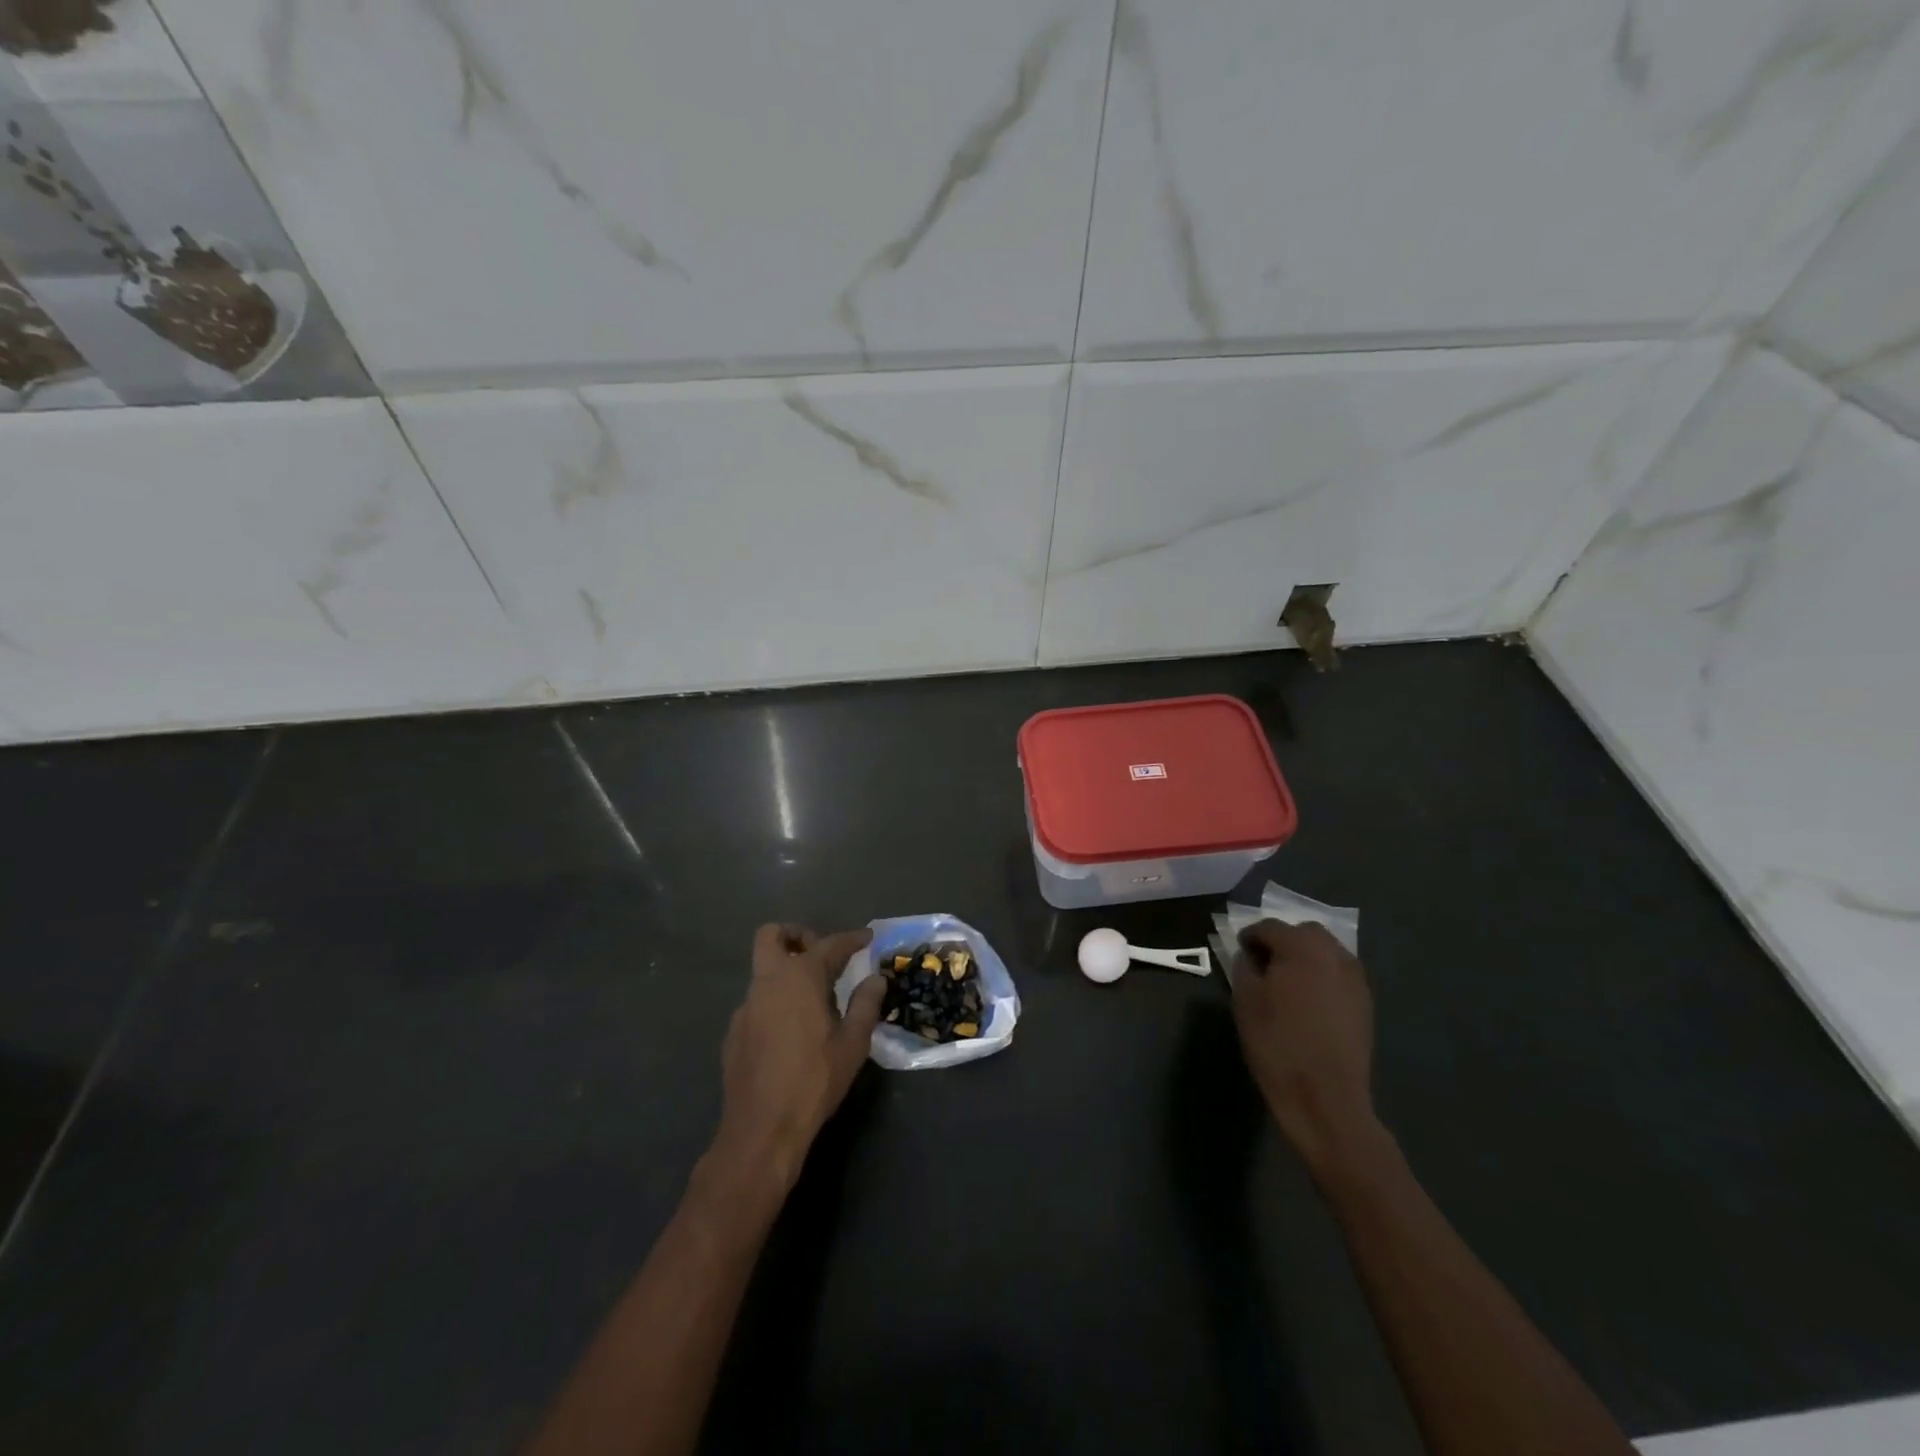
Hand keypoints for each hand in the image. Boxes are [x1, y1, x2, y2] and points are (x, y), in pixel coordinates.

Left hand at [714, 923, 883, 1189]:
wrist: (762, 1128)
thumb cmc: (815, 1080)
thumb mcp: (853, 1043)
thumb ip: (866, 1004)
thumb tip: (876, 979)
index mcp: (799, 977)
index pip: (829, 945)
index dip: (851, 939)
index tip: (867, 938)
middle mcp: (768, 982)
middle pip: (772, 936)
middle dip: (797, 936)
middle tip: (821, 955)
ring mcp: (746, 1007)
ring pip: (763, 970)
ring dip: (786, 971)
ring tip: (814, 999)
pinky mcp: (734, 1032)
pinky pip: (757, 1001)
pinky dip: (775, 1001)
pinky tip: (791, 1031)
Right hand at [1231, 919, 1382, 1178]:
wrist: (1326, 1099)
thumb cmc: (1277, 1045)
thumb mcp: (1245, 1003)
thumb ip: (1244, 968)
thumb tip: (1249, 956)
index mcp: (1301, 949)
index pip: (1270, 927)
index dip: (1250, 937)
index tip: (1239, 952)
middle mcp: (1334, 955)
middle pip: (1305, 932)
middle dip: (1282, 941)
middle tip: (1264, 964)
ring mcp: (1355, 979)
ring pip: (1327, 951)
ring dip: (1305, 957)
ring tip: (1286, 982)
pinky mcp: (1366, 1003)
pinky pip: (1340, 974)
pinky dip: (1322, 976)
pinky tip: (1309, 1001)